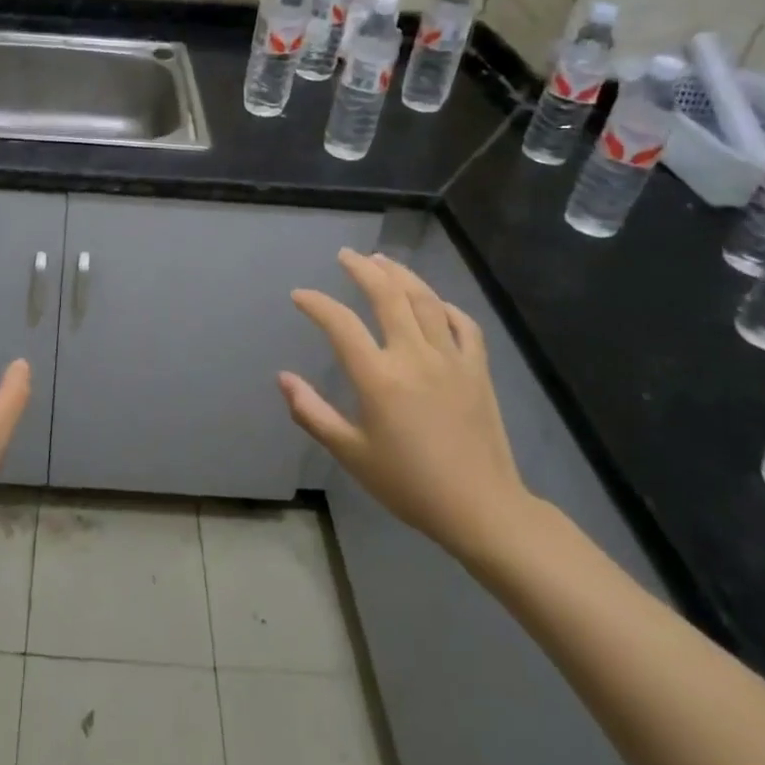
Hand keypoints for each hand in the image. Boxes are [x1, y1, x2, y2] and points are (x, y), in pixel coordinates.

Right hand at [280, 249, 537, 561]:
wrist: (481, 509)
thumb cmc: (408, 483)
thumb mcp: (351, 453)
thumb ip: (312, 413)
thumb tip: (283, 378)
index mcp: (378, 377)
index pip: (340, 324)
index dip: (316, 303)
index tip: (300, 295)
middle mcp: (414, 356)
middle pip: (387, 296)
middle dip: (363, 269)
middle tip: (345, 255)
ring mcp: (451, 359)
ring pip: (425, 300)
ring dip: (401, 275)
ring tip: (382, 260)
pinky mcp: (478, 370)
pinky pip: (464, 324)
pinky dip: (446, 306)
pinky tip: (434, 302)